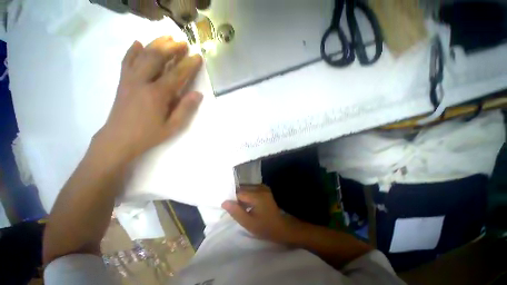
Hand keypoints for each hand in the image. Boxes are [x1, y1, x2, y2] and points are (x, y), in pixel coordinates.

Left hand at [95, 36, 202, 163]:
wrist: (118, 139)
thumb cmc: (148, 134)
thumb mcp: (172, 126)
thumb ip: (185, 109)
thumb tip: (198, 94)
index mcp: (157, 94)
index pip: (176, 74)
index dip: (188, 64)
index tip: (197, 57)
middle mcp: (142, 82)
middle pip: (157, 57)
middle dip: (172, 48)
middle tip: (183, 42)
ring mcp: (129, 79)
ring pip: (142, 55)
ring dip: (156, 44)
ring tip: (167, 37)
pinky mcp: (122, 81)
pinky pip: (126, 61)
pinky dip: (133, 51)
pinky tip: (138, 43)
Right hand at [222, 185, 300, 243]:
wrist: (281, 227)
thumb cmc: (265, 227)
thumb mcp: (248, 223)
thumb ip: (236, 212)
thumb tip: (224, 202)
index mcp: (257, 195)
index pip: (239, 193)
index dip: (233, 200)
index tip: (231, 208)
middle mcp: (261, 188)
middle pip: (243, 188)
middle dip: (238, 197)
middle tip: (236, 208)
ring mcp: (264, 187)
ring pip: (247, 188)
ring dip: (242, 195)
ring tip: (242, 206)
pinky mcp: (265, 189)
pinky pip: (252, 188)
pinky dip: (248, 194)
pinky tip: (248, 203)